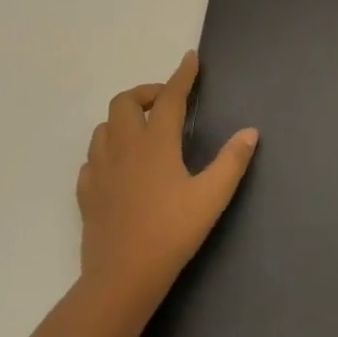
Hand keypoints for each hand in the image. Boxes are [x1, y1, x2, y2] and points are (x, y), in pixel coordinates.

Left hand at [76, 51, 257, 320]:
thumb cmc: (171, 233)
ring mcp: (100, 169)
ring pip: (104, 127)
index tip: (190, 59)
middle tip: (166, 103)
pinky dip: (107, 150)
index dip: (182, 75)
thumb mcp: (212, 197)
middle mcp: (124, 147)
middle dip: (146, 93)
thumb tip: (250, 132)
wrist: (122, 277)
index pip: (169, 97)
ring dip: (123, 119)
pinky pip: (92, 158)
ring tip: (143, 131)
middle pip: (124, 102)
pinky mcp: (86, 192)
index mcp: (155, 143)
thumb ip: (232, 161)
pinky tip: (120, 166)